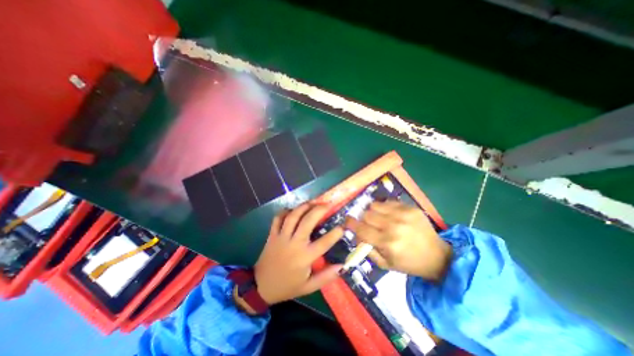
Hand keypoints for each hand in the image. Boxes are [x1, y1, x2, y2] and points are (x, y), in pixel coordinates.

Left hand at [253, 205, 344, 304]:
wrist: (260, 287)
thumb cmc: (287, 286)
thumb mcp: (309, 287)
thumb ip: (326, 277)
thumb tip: (342, 266)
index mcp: (304, 257)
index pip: (323, 243)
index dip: (335, 234)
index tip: (342, 226)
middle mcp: (294, 244)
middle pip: (307, 221)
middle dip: (319, 210)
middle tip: (327, 204)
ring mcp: (281, 237)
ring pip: (293, 216)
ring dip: (304, 206)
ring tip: (313, 201)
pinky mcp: (272, 234)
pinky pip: (278, 218)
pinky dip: (285, 211)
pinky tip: (293, 209)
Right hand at [345, 201, 453, 280]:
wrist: (437, 256)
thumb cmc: (409, 263)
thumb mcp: (385, 265)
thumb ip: (367, 250)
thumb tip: (357, 236)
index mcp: (387, 243)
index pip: (361, 229)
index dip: (350, 224)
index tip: (346, 221)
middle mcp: (394, 226)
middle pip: (367, 214)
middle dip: (363, 220)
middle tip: (368, 225)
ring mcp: (403, 214)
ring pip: (375, 205)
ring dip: (373, 212)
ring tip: (379, 219)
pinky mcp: (410, 208)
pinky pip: (388, 202)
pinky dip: (384, 208)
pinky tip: (390, 215)